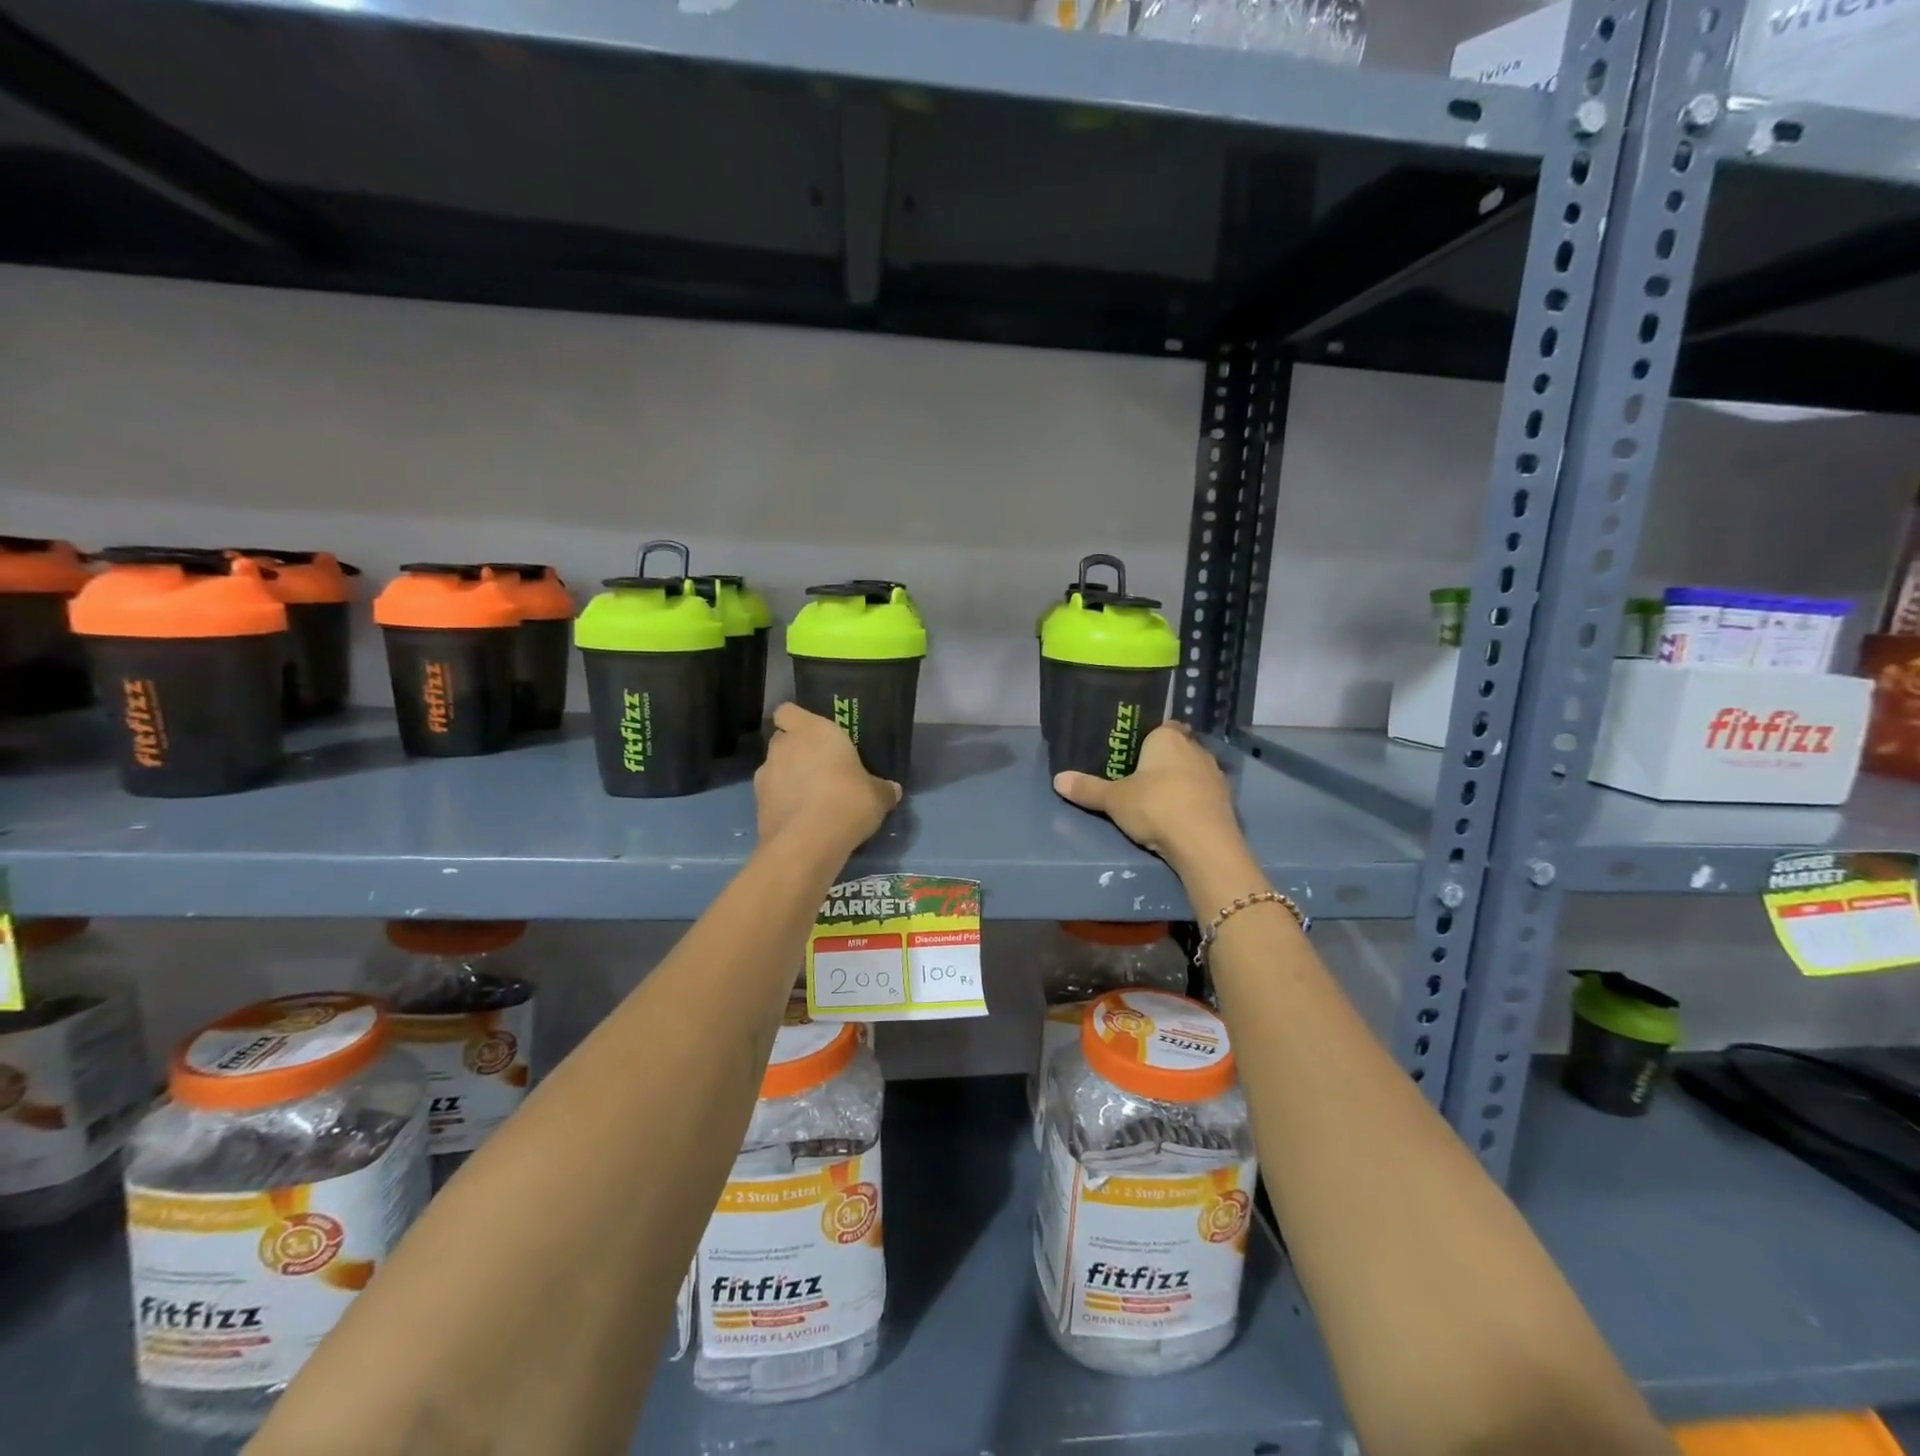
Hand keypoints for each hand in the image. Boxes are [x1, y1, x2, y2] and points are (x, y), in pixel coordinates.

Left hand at [755, 703, 900, 848]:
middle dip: (795, 751)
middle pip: (782, 740)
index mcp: (812, 731)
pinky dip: (782, 803)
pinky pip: (771, 796)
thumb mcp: (877, 796)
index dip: (796, 721)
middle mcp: (784, 746)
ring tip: (810, 799)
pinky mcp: (757, 805)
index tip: (812, 736)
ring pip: (774, 769)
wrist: (808, 842)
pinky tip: (801, 820)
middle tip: (819, 769)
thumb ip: (883, 789)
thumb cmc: (847, 801)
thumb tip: (893, 790)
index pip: (788, 711)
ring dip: (787, 779)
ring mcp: (765, 775)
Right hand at [1053, 723, 1241, 867]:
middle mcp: (1196, 748)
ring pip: (1192, 770)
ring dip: (1179, 781)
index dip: (1149, 736)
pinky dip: (1192, 800)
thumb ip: (1087, 788)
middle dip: (1162, 760)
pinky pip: (1203, 793)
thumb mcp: (1113, 799)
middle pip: (1178, 748)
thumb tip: (1057, 780)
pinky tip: (1178, 815)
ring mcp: (1215, 774)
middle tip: (1139, 776)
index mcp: (1168, 738)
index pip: (1162, 725)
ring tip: (1157, 798)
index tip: (1134, 751)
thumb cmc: (1155, 806)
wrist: (1203, 843)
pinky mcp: (1226, 801)